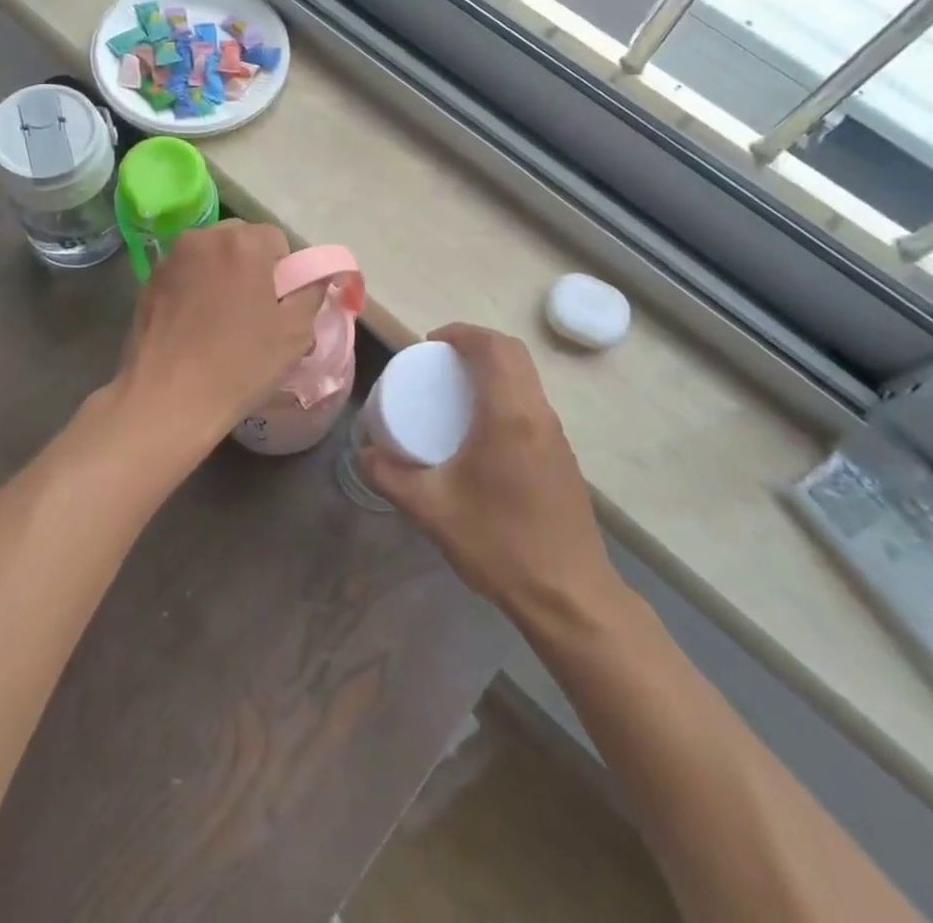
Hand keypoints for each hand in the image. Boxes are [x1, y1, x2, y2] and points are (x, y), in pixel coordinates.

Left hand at [114, 220, 322, 460]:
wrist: (167, 398)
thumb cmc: (240, 363)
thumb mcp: (296, 332)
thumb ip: (311, 293)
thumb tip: (314, 277)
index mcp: (243, 242)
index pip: (276, 239)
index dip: (285, 270)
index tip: (281, 303)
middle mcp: (204, 238)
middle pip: (240, 240)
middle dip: (252, 266)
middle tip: (255, 309)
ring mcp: (170, 259)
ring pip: (209, 256)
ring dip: (221, 274)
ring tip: (222, 319)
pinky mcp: (148, 282)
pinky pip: (184, 275)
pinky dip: (194, 289)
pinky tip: (194, 326)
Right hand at [361, 324, 621, 624]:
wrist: (570, 597)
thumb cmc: (499, 544)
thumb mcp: (431, 510)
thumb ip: (389, 476)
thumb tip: (363, 452)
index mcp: (510, 415)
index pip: (493, 348)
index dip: (461, 333)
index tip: (430, 343)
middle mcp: (539, 414)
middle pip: (514, 354)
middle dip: (476, 345)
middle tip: (439, 362)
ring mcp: (556, 436)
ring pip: (527, 378)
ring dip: (494, 369)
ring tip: (455, 391)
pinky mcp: (562, 457)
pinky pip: (532, 404)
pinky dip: (505, 394)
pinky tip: (480, 431)